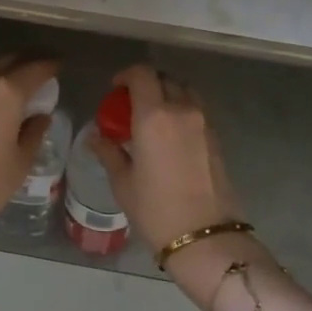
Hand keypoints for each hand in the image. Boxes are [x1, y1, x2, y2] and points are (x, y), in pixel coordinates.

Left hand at [0, 54, 58, 240]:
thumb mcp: (21, 161)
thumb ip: (34, 131)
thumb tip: (39, 116)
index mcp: (6, 92)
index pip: (36, 68)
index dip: (51, 66)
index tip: (59, 66)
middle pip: (8, 59)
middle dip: (26, 60)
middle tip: (40, 66)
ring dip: (1, 68)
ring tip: (14, 78)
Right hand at [91, 65, 245, 258]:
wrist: (204, 235)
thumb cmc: (155, 210)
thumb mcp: (123, 182)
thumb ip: (108, 152)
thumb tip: (95, 136)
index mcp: (154, 116)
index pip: (142, 75)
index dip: (126, 75)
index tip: (115, 88)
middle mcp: (182, 110)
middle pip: (165, 79)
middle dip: (146, 85)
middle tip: (131, 106)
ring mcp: (203, 123)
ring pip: (184, 92)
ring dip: (167, 96)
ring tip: (152, 119)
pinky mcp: (216, 138)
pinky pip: (196, 111)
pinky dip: (181, 111)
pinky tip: (169, 137)